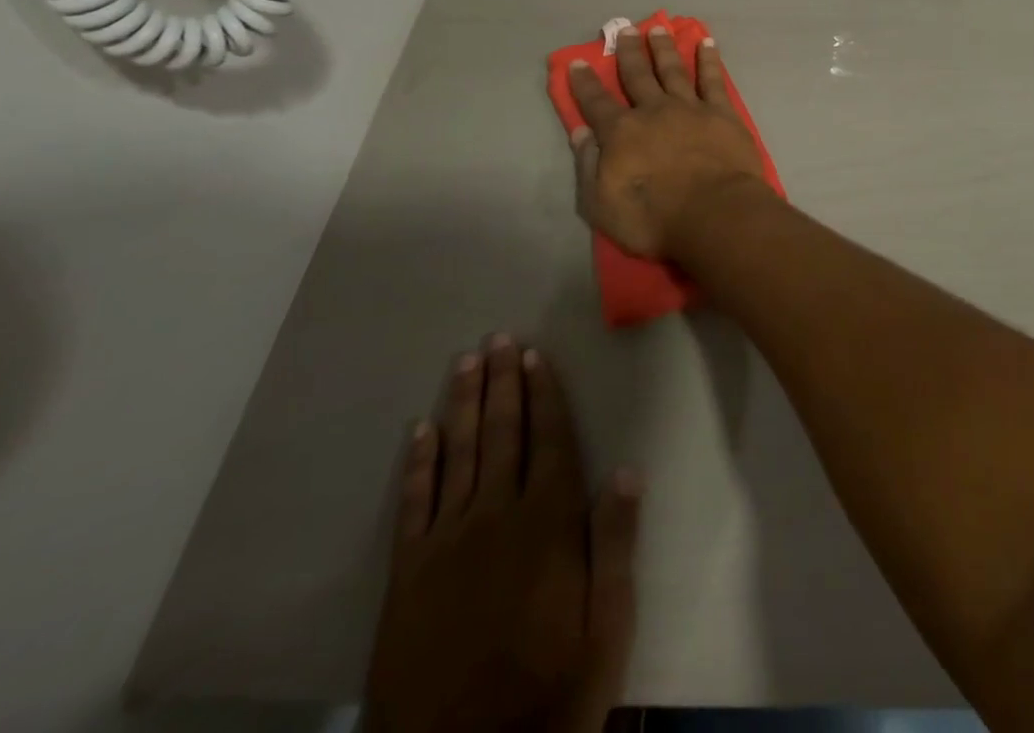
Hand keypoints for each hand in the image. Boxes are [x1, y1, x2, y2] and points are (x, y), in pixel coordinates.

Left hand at [366, 338, 641, 732]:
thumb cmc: (550, 696)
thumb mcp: (606, 629)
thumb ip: (615, 545)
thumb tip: (626, 469)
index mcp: (548, 524)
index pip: (549, 439)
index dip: (543, 393)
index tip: (534, 355)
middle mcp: (496, 518)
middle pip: (502, 434)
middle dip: (502, 382)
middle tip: (497, 338)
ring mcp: (446, 543)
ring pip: (459, 454)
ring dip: (464, 404)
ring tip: (466, 362)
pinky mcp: (407, 575)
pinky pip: (413, 504)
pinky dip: (418, 463)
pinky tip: (421, 430)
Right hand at [567, 25, 764, 258]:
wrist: (715, 213)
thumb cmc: (654, 218)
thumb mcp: (602, 204)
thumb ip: (589, 165)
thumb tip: (580, 132)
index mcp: (621, 133)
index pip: (596, 103)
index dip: (584, 83)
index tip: (578, 62)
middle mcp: (653, 111)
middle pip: (637, 75)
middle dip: (628, 52)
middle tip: (623, 29)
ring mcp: (690, 108)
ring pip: (673, 69)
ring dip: (664, 48)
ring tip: (658, 28)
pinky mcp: (722, 113)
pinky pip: (713, 80)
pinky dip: (709, 60)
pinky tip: (706, 43)